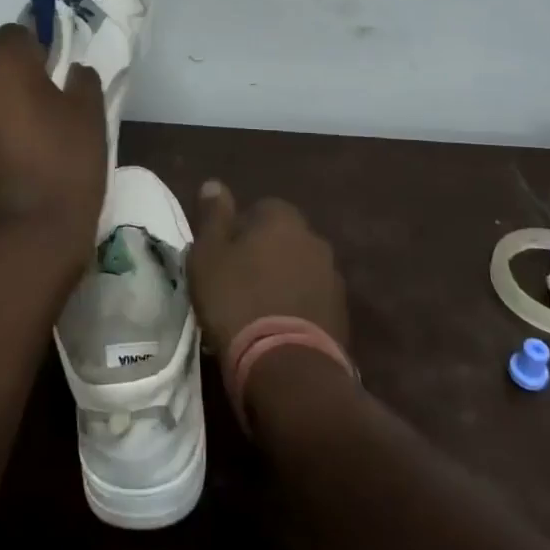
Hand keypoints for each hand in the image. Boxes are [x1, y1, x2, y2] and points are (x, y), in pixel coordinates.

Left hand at [0, 24, 105, 274]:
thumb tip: (71, 69)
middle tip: (25, 90)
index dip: (35, 49)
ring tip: (3, 118)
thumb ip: (81, 80)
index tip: (51, 72)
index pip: (15, 32)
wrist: (23, 239)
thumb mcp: (90, 116)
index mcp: (2, 60)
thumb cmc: (65, 167)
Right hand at [188, 182, 349, 355]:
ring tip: (258, 310)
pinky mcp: (341, 313)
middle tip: (237, 283)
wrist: (286, 365)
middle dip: (264, 254)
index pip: (259, 209)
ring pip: (299, 268)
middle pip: (282, 238)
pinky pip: (312, 299)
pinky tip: (278, 328)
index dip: (238, 231)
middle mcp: (314, 238)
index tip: (223, 257)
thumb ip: (212, 216)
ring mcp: (332, 276)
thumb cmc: (237, 300)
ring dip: (283, 281)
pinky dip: (298, 306)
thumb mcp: (208, 255)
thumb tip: (214, 184)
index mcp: (282, 218)